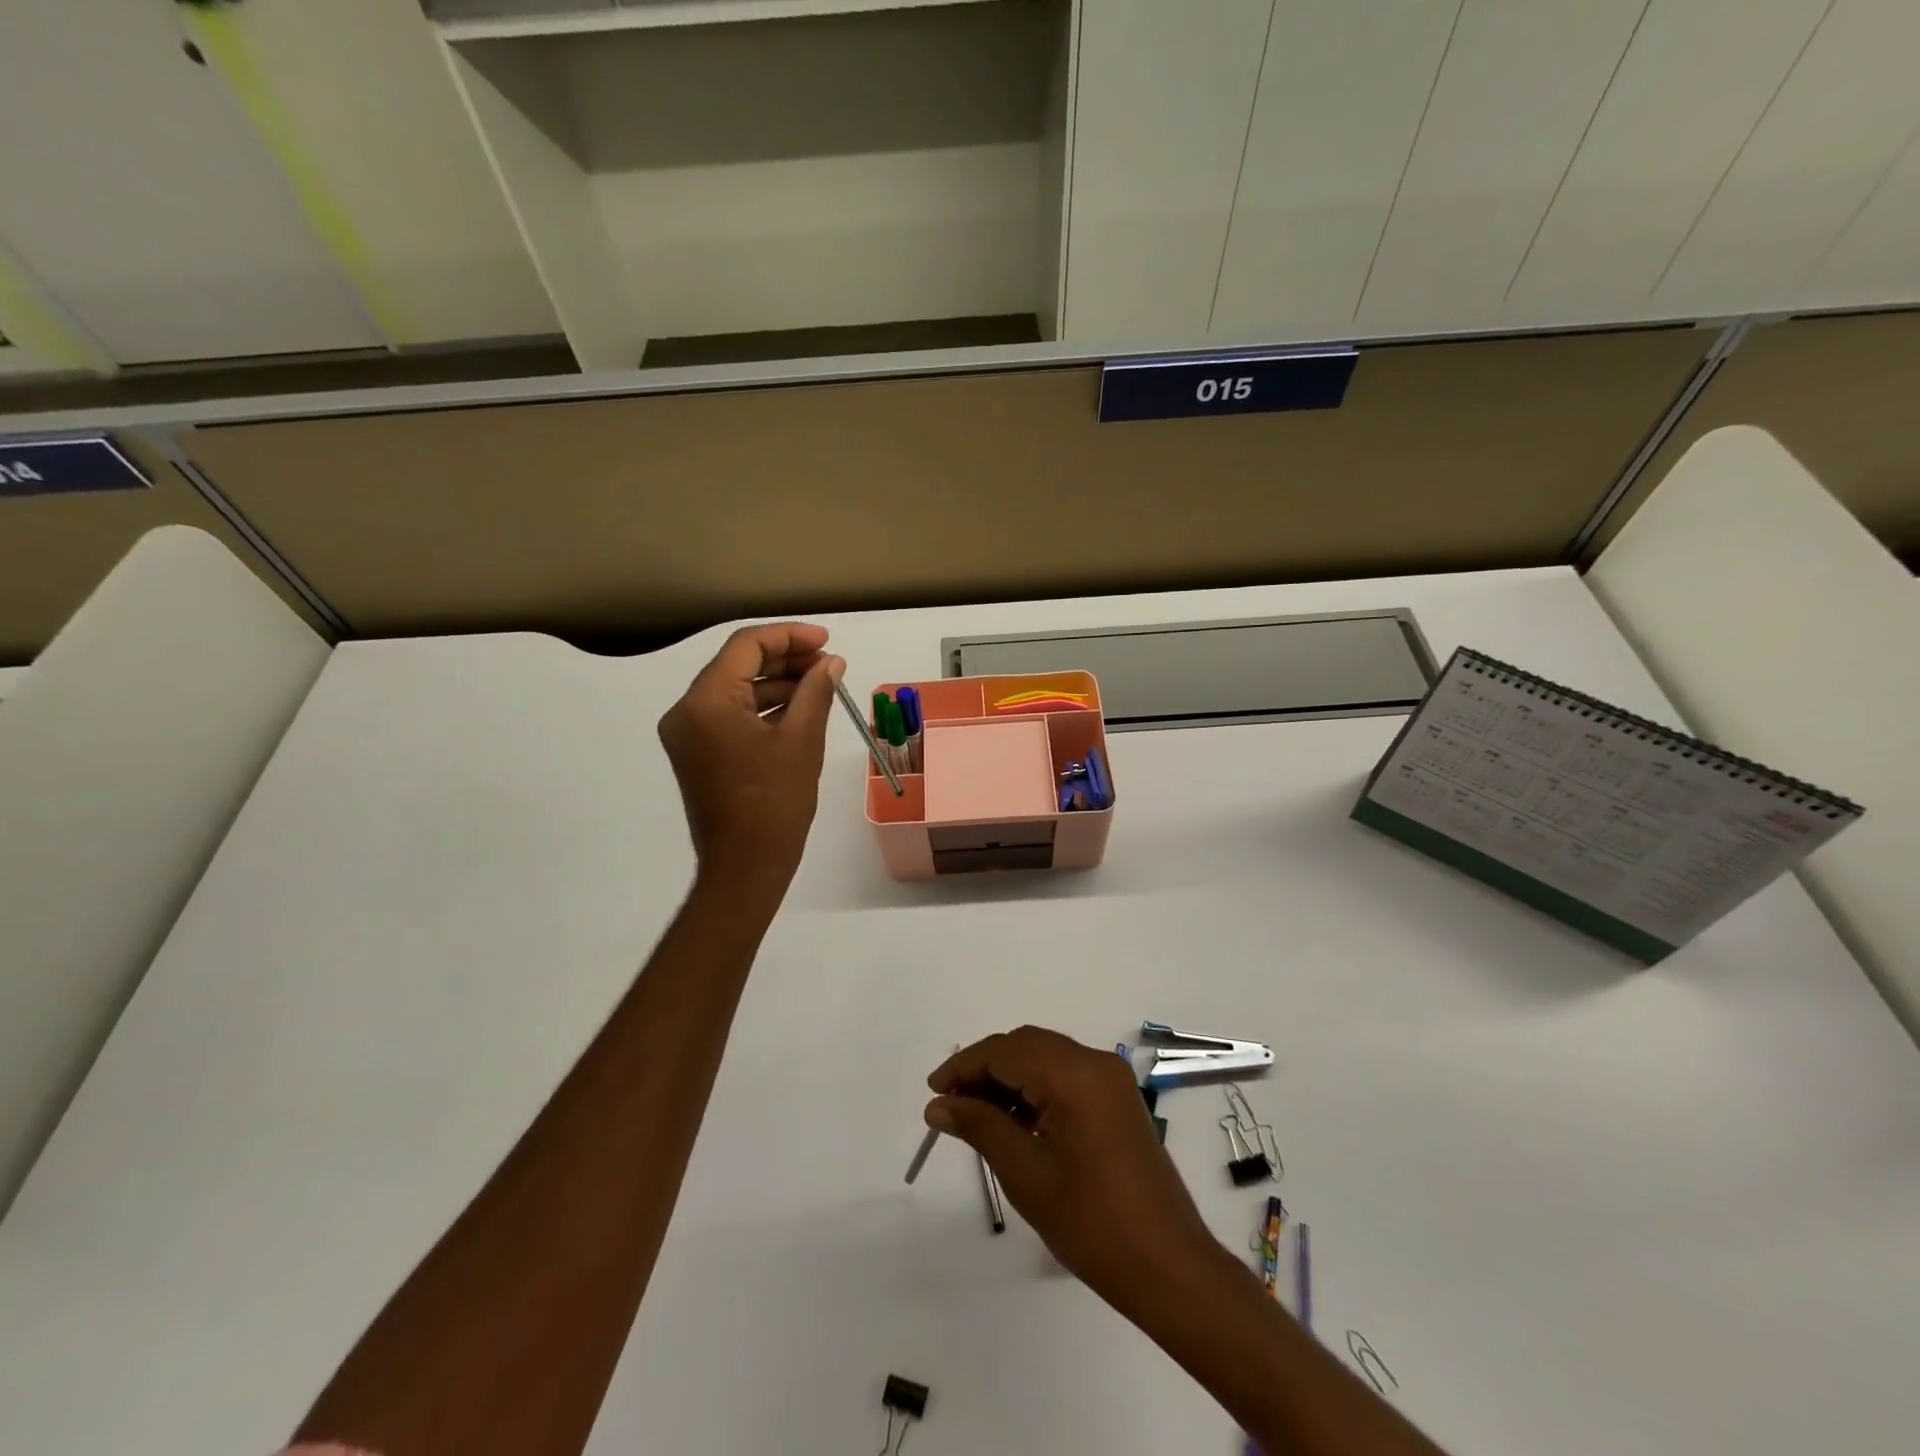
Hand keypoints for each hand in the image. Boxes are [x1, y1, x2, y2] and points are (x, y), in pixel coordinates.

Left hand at [658, 622, 843, 892]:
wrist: (745, 867)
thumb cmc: (774, 803)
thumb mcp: (802, 740)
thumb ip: (816, 691)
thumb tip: (832, 662)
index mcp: (705, 701)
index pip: (746, 646)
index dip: (789, 636)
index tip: (826, 642)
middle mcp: (686, 711)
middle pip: (738, 665)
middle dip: (785, 659)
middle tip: (828, 664)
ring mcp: (688, 734)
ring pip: (735, 690)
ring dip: (777, 683)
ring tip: (821, 685)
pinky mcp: (698, 753)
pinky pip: (731, 715)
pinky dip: (764, 707)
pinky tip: (799, 708)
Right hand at [926, 1027, 1220, 1313]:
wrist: (1168, 1267)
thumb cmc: (1091, 1222)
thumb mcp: (1025, 1172)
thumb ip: (980, 1126)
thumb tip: (938, 1105)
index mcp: (1074, 1074)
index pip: (1005, 1051)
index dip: (964, 1067)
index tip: (934, 1093)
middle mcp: (1095, 1063)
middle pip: (1026, 1046)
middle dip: (985, 1069)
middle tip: (951, 1105)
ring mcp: (1112, 1080)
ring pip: (1046, 1058)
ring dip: (1010, 1078)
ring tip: (977, 1117)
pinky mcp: (1119, 1100)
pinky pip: (1067, 1076)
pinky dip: (1036, 1089)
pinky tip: (1015, 1122)